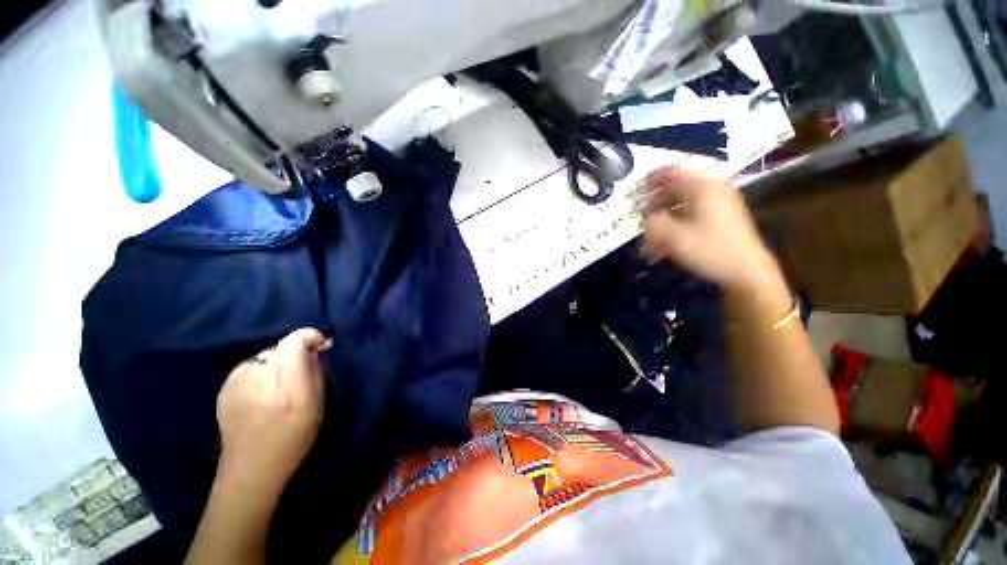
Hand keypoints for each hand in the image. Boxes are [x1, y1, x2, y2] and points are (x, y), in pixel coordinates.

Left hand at [216, 328, 330, 494]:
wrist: (251, 469)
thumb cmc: (294, 439)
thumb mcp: (317, 406)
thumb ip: (316, 373)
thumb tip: (316, 348)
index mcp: (287, 390)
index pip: (293, 343)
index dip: (309, 337)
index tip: (320, 345)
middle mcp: (259, 382)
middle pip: (280, 347)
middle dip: (294, 353)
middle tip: (300, 373)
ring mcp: (236, 385)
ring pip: (264, 355)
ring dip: (276, 363)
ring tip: (279, 384)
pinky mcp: (223, 389)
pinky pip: (249, 366)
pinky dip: (260, 371)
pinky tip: (261, 391)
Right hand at [639, 167, 778, 292]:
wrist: (746, 270)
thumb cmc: (709, 250)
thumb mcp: (673, 238)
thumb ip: (652, 223)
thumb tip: (644, 217)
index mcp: (701, 186)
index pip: (668, 172)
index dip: (647, 183)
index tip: (634, 198)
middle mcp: (711, 187)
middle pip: (673, 187)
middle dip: (653, 204)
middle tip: (640, 221)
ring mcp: (718, 200)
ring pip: (680, 202)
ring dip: (662, 216)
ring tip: (650, 236)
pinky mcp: (720, 214)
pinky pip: (691, 211)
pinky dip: (675, 222)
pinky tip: (666, 240)